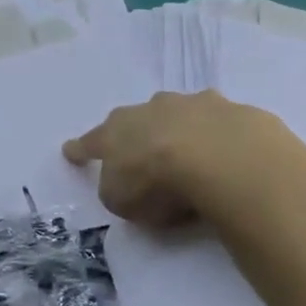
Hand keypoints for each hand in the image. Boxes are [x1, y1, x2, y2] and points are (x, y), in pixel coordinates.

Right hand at [64, 91, 288, 225]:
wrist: (221, 158)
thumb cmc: (158, 182)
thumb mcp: (122, 200)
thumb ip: (118, 191)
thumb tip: (126, 185)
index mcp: (117, 132)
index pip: (92, 142)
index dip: (80, 149)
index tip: (70, 150)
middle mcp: (152, 110)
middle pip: (138, 119)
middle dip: (138, 131)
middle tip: (143, 151)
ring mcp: (195, 105)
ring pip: (181, 114)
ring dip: (182, 128)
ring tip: (192, 153)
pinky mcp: (235, 111)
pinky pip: (222, 125)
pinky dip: (222, 138)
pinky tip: (231, 156)